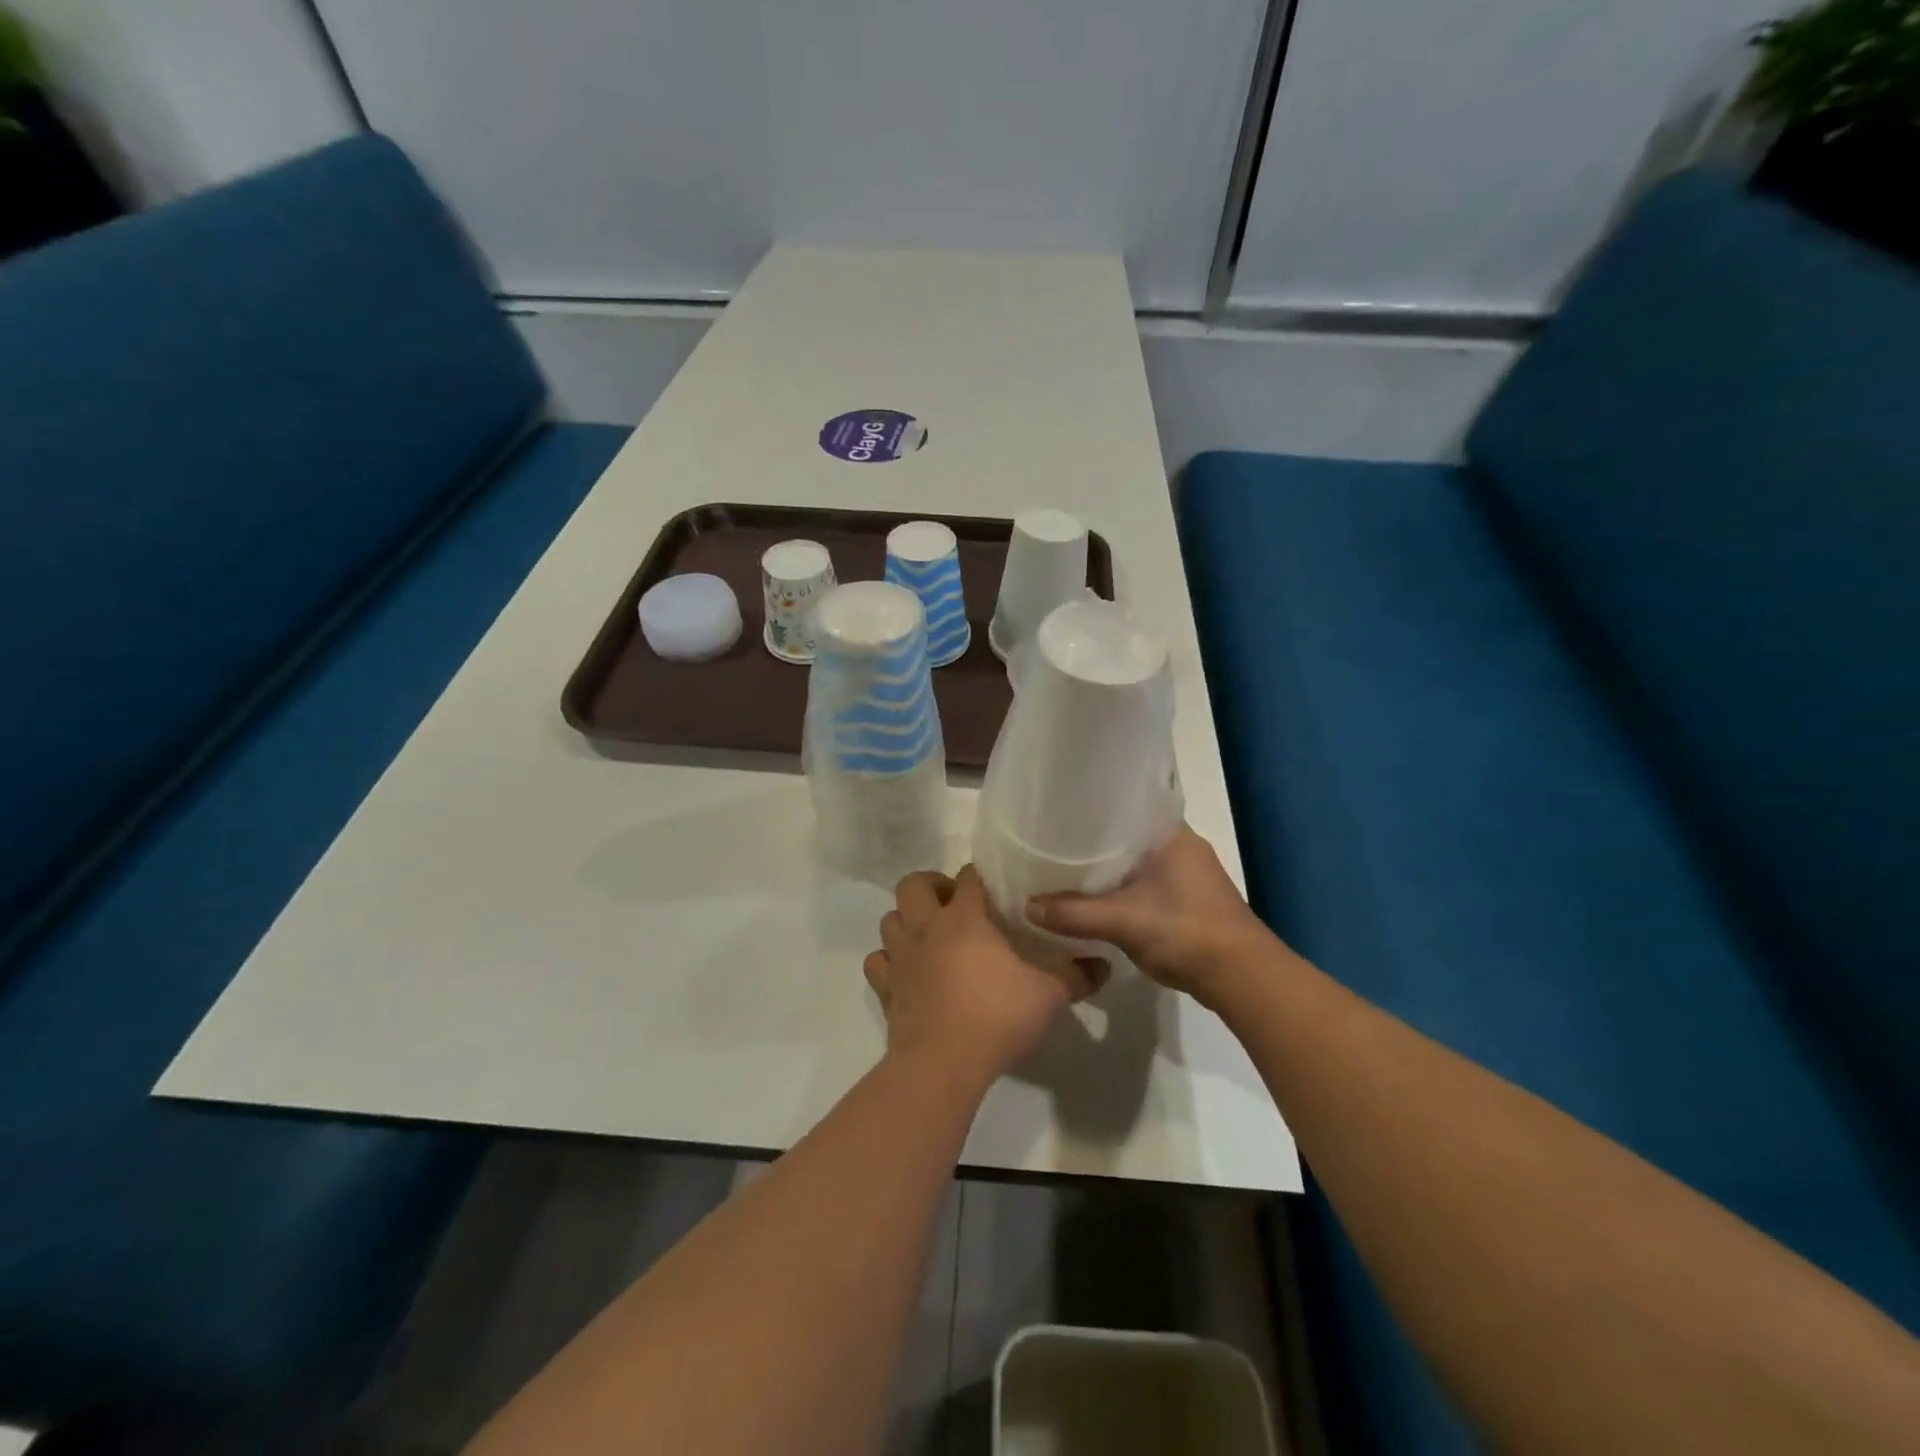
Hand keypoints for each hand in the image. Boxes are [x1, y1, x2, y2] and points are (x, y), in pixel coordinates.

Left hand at [865, 867, 1105, 1086]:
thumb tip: (1104, 965)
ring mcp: (901, 958)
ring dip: (907, 920)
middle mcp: (926, 927)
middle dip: (931, 886)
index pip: (969, 876)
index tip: (998, 890)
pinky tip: (909, 972)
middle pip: (912, 884)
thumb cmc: (996, 1016)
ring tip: (931, 936)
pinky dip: (889, 961)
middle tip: (955, 905)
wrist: (941, 1065)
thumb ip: (1075, 975)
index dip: (982, 877)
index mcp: (964, 917)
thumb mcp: (1048, 995)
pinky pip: (878, 962)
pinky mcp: (886, 989)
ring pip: (890, 919)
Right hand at [1027, 825, 1272, 1003]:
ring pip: (1135, 862)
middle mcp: (1181, 847)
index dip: (1093, 807)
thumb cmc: (1187, 932)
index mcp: (1172, 835)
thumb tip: (1027, 906)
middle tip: (1051, 840)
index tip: (1059, 810)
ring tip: (1064, 866)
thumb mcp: (1123, 921)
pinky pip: (1143, 884)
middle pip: (1127, 834)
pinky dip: (1119, 888)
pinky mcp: (1186, 901)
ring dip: (1107, 866)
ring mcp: (1187, 876)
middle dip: (1093, 839)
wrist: (1242, 978)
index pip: (1127, 804)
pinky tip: (1093, 896)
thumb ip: (1074, 913)